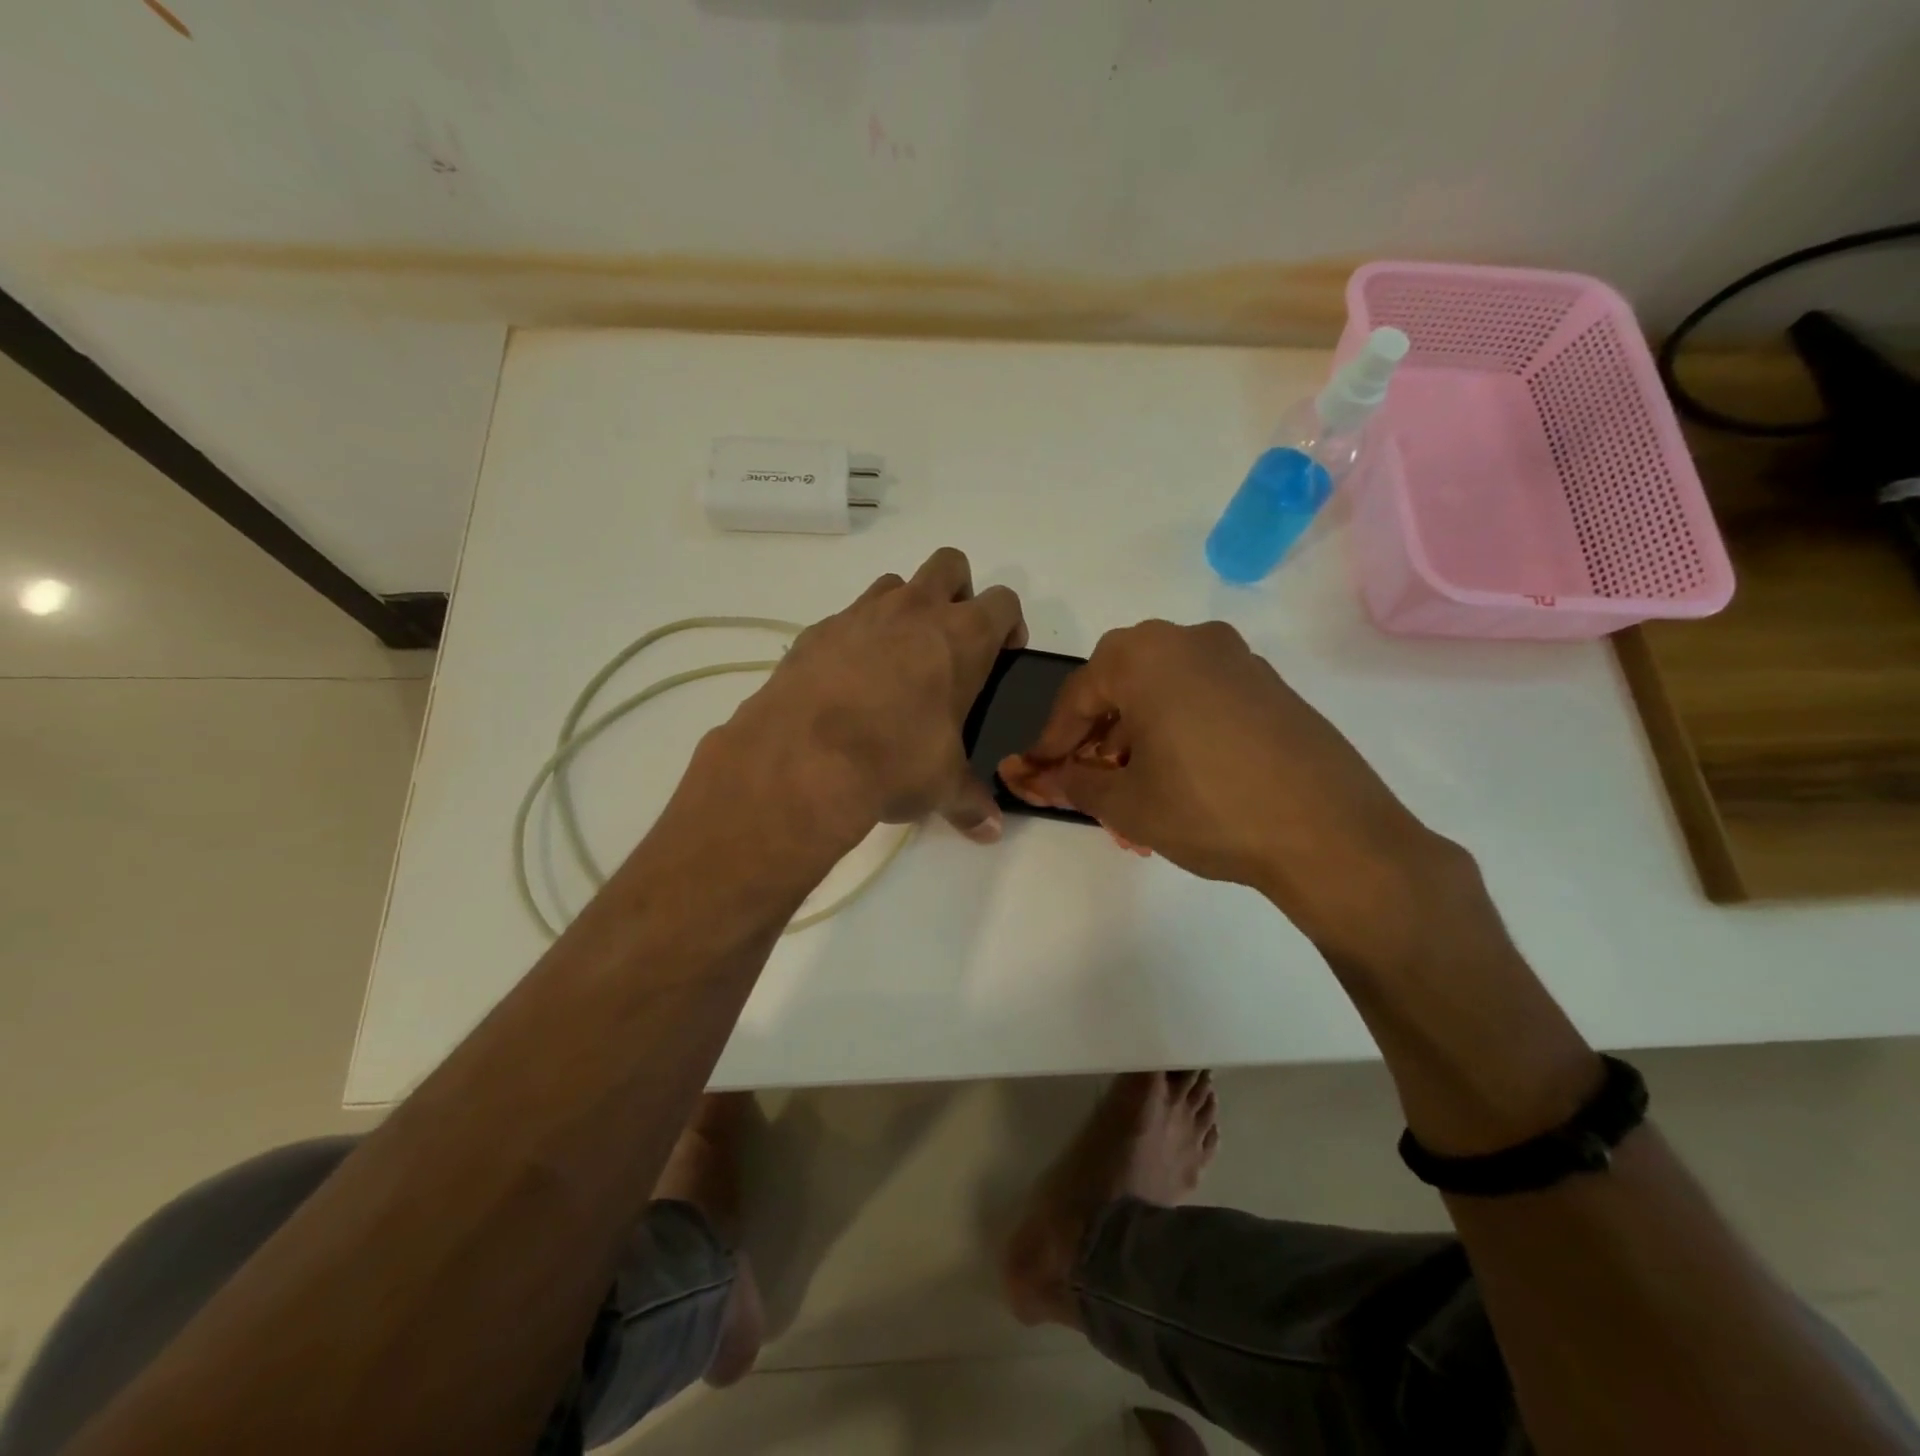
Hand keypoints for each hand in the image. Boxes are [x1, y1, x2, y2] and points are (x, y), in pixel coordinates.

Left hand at [720, 548, 1025, 846]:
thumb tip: (989, 830)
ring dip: (905, 610)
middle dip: (958, 592)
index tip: (1003, 653)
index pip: (1004, 602)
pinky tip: (847, 683)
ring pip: (895, 585)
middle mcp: (915, 611)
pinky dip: (855, 639)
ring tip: (897, 662)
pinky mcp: (817, 630)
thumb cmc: (894, 761)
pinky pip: (847, 619)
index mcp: (962, 637)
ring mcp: (862, 614)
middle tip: (950, 643)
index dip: (1009, 625)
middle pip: (950, 565)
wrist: (804, 757)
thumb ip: (970, 801)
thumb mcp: (941, 785)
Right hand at [997, 620, 1445, 958]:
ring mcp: (1237, 659)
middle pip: (1120, 685)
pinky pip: (1202, 699)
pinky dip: (1177, 730)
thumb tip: (1040, 777)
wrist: (1331, 835)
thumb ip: (1073, 782)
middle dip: (1096, 736)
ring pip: (1163, 692)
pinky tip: (1180, 777)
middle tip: (1089, 779)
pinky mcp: (1270, 685)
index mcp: (1145, 655)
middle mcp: (1190, 640)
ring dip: (1137, 736)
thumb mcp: (1127, 802)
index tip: (1038, 774)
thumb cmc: (1209, 809)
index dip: (1052, 741)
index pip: (1077, 696)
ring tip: (1134, 790)